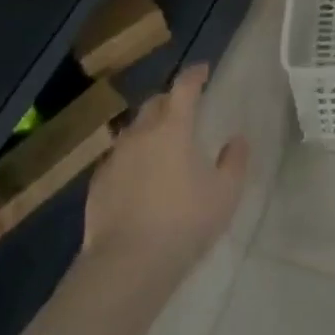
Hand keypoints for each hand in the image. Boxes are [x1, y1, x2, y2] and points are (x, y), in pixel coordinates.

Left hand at [83, 63, 248, 286]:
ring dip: (148, 129)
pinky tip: (137, 177)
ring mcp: (115, 158)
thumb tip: (237, 140)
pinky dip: (131, 158)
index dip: (194, 75)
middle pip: (154, 104)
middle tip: (183, 108)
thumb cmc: (184, 223)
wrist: (127, 265)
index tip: (203, 69)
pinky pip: (117, 159)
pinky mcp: (97, 185)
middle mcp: (141, 134)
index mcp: (173, 128)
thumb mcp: (224, 194)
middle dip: (170, 100)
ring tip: (160, 143)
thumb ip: (234, 162)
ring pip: (133, 131)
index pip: (184, 88)